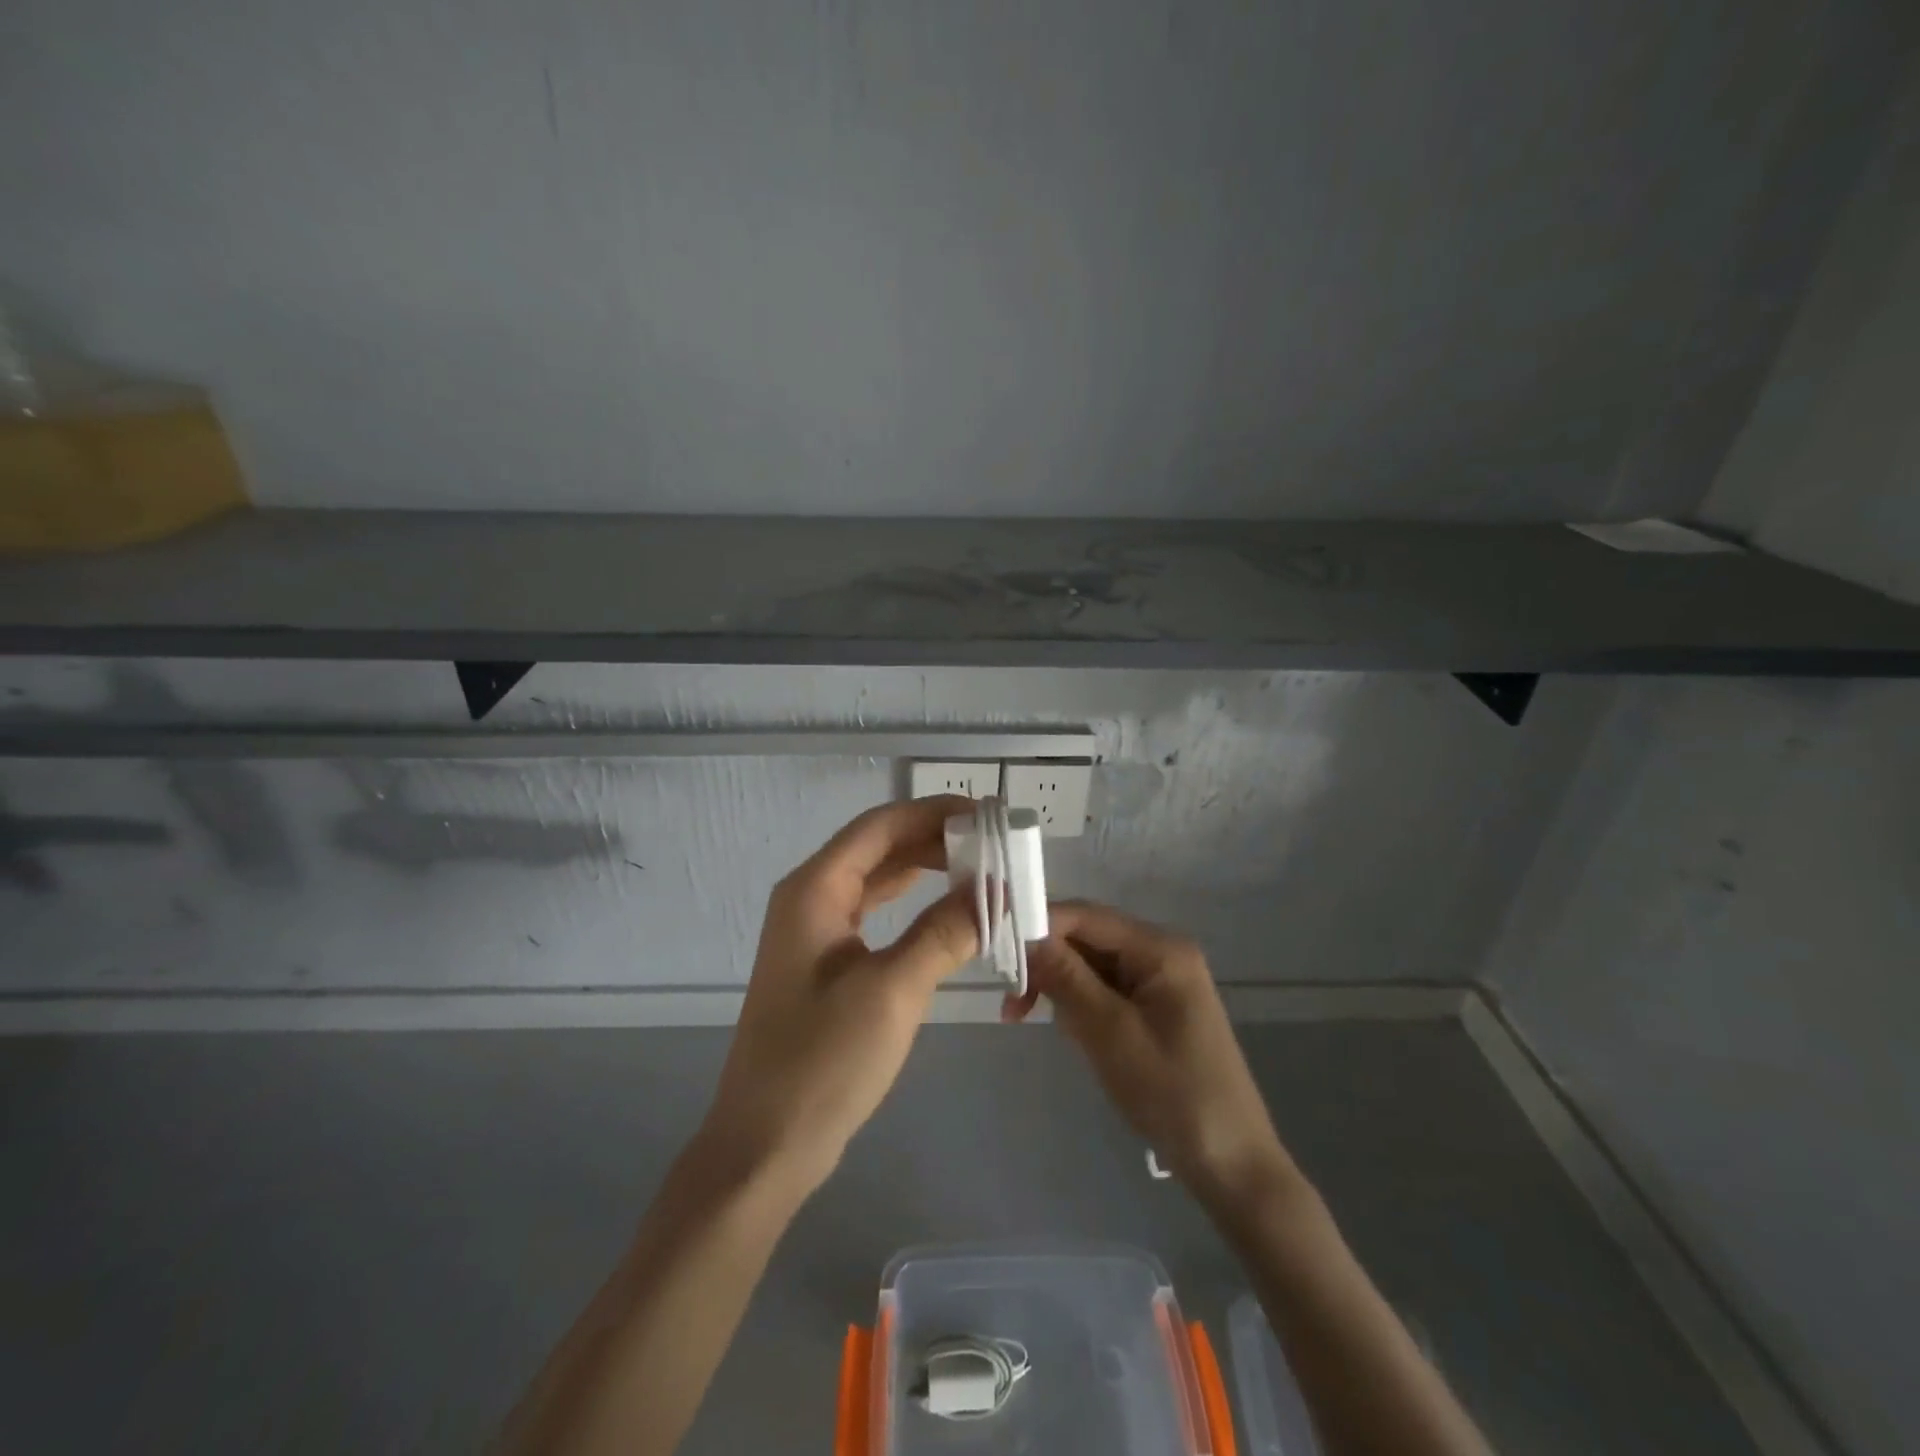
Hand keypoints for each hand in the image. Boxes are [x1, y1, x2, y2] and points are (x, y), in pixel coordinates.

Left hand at [697, 796, 977, 1198]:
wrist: (766, 1144)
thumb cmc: (824, 1061)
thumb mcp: (893, 990)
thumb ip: (945, 932)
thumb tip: (995, 891)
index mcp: (815, 889)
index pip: (881, 826)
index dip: (935, 812)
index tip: (989, 815)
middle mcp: (811, 897)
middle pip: (880, 847)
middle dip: (936, 839)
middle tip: (995, 844)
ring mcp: (816, 931)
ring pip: (878, 879)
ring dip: (927, 870)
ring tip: (982, 869)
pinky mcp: (826, 963)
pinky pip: (875, 913)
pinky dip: (913, 905)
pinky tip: (947, 910)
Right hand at [1015, 901, 1294, 1209]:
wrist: (1231, 1162)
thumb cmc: (1172, 1094)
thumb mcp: (1110, 1033)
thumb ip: (1067, 978)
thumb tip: (1026, 935)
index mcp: (1160, 949)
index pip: (1087, 916)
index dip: (1041, 925)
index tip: (997, 950)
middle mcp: (1161, 953)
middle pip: (1088, 939)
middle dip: (1047, 964)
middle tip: (1011, 1003)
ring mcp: (1160, 980)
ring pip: (1092, 965)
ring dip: (1059, 988)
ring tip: (1028, 1019)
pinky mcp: (1155, 1007)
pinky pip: (1105, 989)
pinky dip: (1080, 1006)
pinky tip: (1070, 1032)